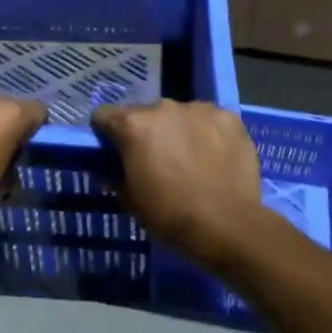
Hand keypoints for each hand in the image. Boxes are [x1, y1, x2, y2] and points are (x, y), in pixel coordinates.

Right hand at [91, 100, 265, 267]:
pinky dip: (207, 133)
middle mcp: (162, 107)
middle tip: (157, 160)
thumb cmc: (170, 215)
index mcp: (133, 125)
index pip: (104, 115)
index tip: (115, 152)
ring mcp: (198, 109)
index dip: (106, 134)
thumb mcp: (129, 200)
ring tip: (190, 159)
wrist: (227, 225)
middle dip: (146, 133)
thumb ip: (115, 175)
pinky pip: (209, 120)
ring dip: (178, 131)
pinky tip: (215, 156)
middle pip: (144, 114)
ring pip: (178, 115)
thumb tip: (110, 168)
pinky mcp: (228, 117)